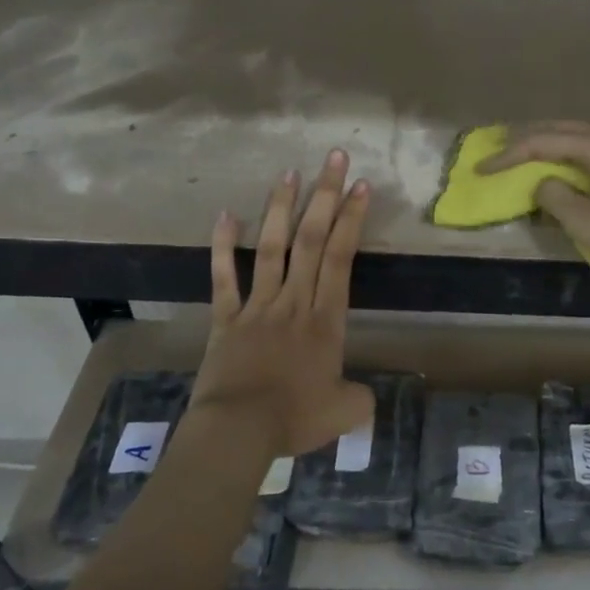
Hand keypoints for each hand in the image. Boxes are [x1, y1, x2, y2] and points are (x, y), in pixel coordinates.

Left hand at [191, 151, 375, 457]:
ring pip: (272, 248)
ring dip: (282, 209)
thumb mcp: (344, 412)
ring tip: (290, 172)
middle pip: (311, 240)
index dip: (351, 220)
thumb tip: (366, 396)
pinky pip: (224, 277)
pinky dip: (224, 246)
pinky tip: (226, 214)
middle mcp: (294, 301)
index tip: (360, 186)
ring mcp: (257, 306)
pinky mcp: (226, 318)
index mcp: (326, 320)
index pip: (340, 258)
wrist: (238, 431)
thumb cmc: (294, 419)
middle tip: (333, 158)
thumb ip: (360, 398)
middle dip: (325, 196)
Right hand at [478, 115, 589, 290]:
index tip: (481, 169)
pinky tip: (587, 160)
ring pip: (588, 131)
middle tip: (502, 153)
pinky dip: (586, 146)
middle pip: (563, 128)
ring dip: (559, 139)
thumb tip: (545, 182)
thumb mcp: (583, 220)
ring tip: (541, 152)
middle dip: (529, 140)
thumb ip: (553, 195)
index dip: (508, 155)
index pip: (542, 142)